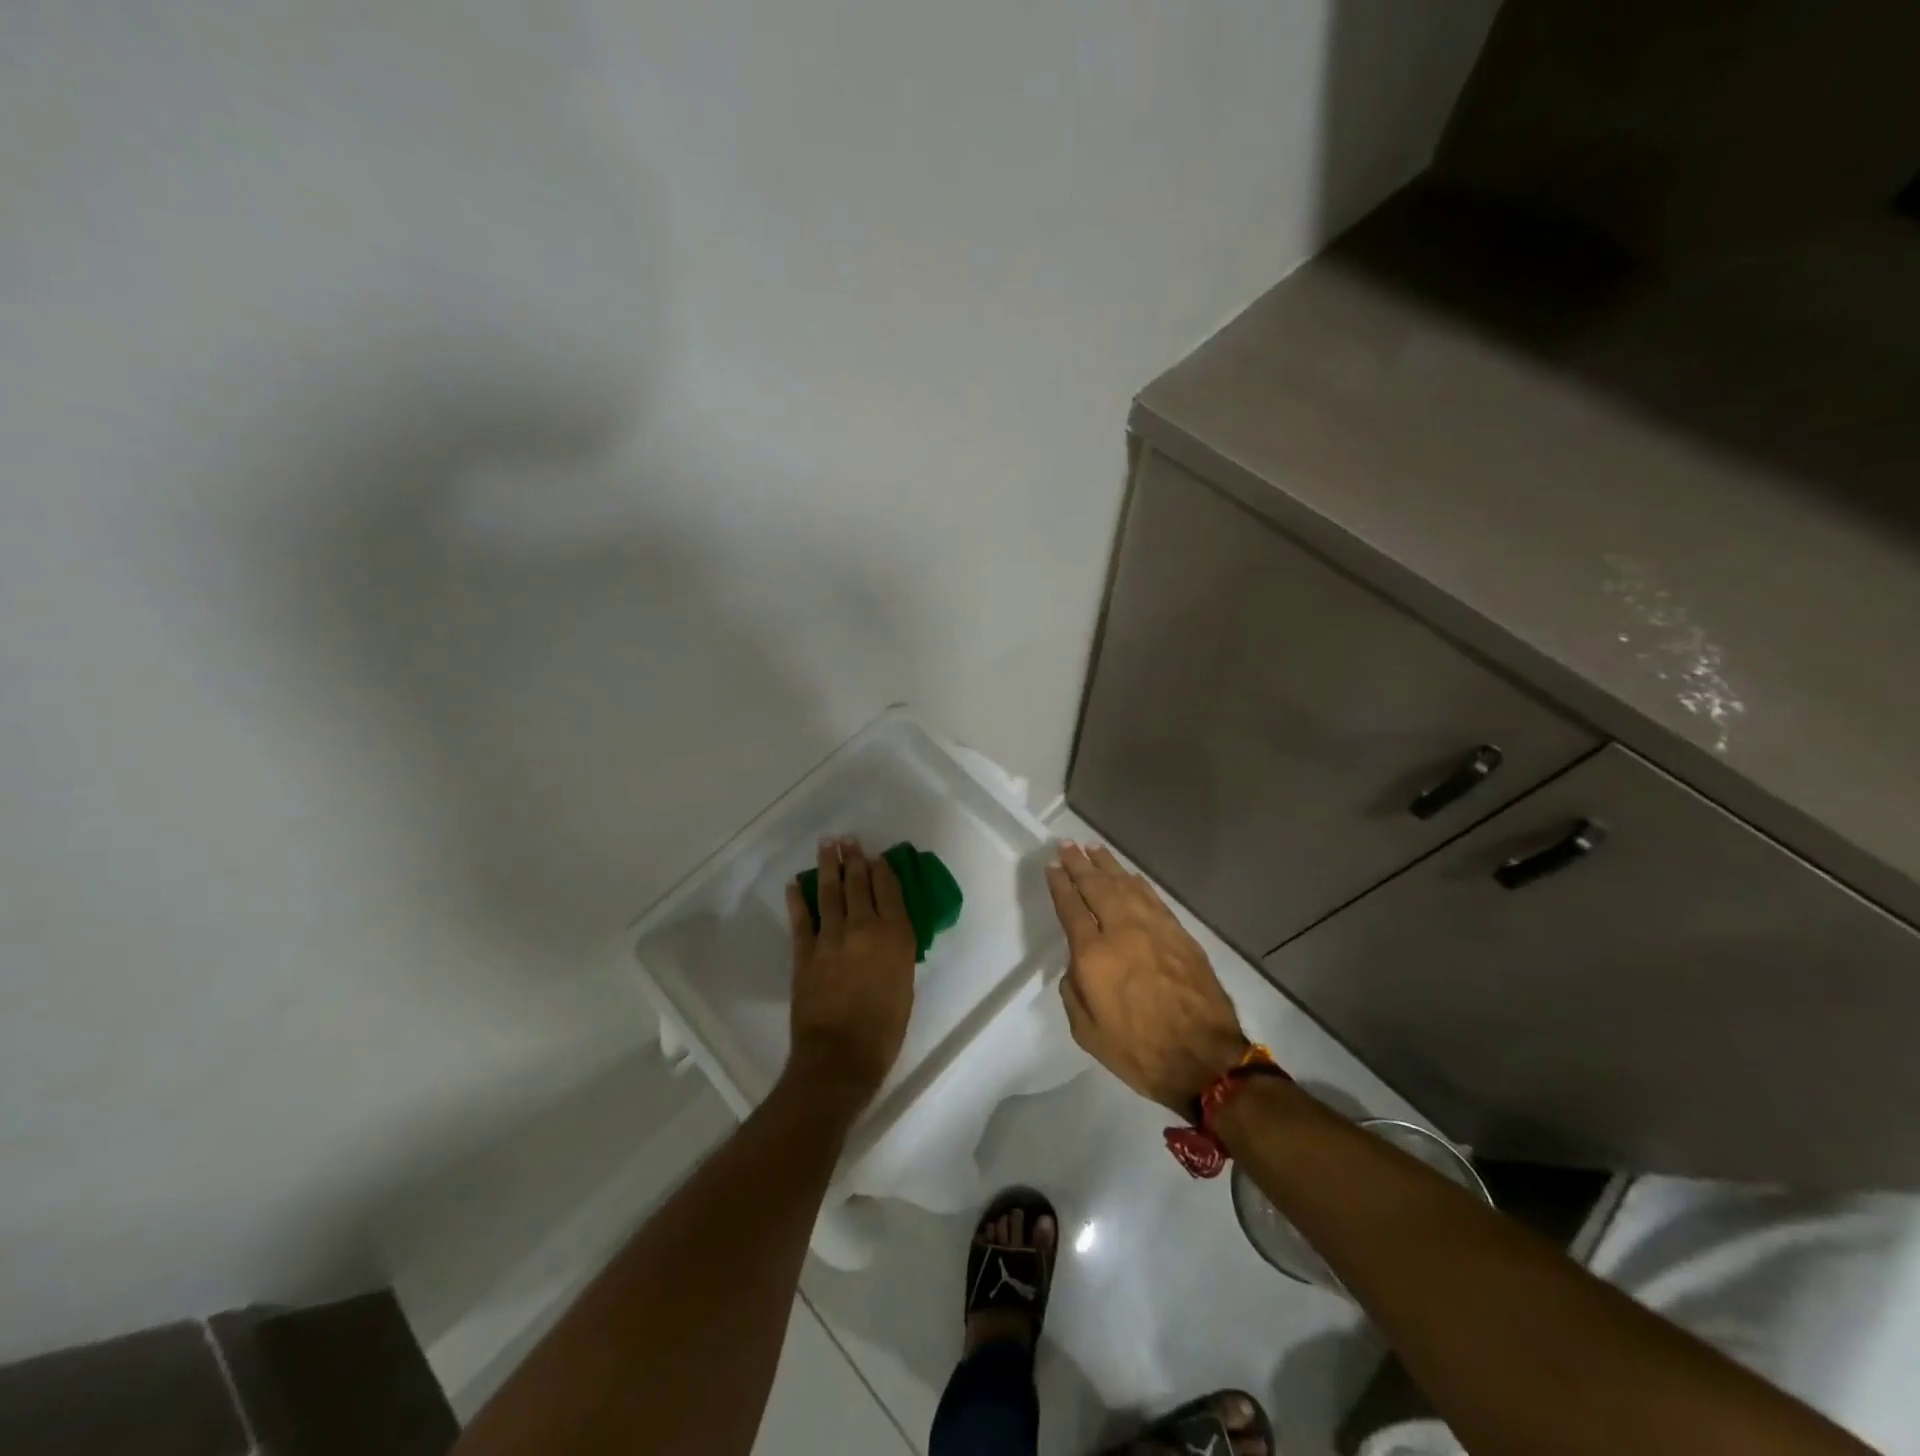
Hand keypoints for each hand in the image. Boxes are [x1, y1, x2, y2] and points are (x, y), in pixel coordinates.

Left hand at [784, 836, 917, 1114]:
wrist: (841, 1056)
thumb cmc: (884, 1028)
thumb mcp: (905, 984)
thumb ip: (896, 951)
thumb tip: (887, 932)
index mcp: (895, 935)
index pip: (889, 890)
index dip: (882, 869)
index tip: (877, 856)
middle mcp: (864, 927)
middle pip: (859, 884)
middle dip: (855, 859)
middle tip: (849, 839)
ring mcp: (831, 937)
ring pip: (830, 892)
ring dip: (829, 866)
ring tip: (827, 845)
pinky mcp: (805, 952)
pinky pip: (801, 918)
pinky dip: (798, 899)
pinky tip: (795, 883)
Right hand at [1046, 842, 1249, 1113]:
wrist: (1204, 1060)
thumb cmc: (1139, 1052)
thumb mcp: (1087, 1032)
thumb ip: (1074, 991)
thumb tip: (1077, 964)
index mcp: (1094, 956)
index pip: (1072, 908)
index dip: (1060, 885)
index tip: (1052, 866)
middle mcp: (1122, 932)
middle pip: (1097, 887)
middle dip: (1079, 864)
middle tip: (1067, 845)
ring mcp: (1154, 929)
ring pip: (1126, 886)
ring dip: (1107, 865)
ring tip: (1093, 848)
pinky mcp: (1180, 934)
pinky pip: (1152, 898)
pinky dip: (1137, 883)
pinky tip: (1129, 875)